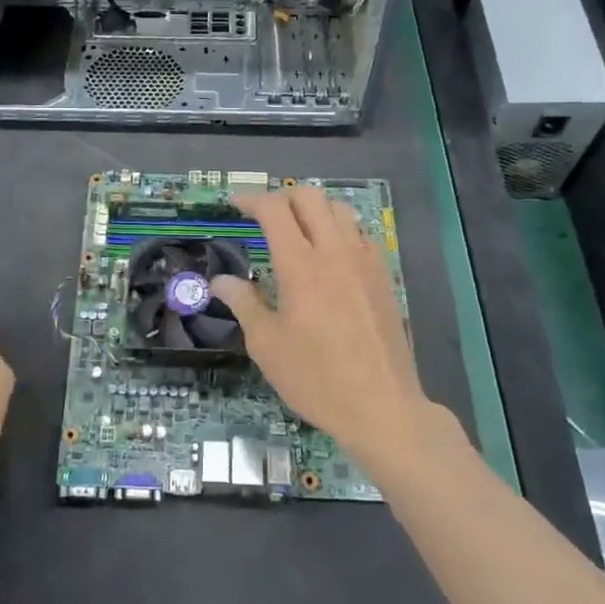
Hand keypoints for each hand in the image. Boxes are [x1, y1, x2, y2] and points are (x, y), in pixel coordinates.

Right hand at [210, 188, 437, 474]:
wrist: (382, 406)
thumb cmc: (316, 378)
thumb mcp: (267, 345)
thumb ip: (244, 303)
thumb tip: (221, 280)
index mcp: (300, 265)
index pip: (274, 210)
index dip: (251, 199)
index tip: (235, 204)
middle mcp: (335, 251)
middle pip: (310, 197)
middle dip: (282, 197)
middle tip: (264, 216)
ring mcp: (365, 261)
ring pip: (340, 209)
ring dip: (314, 209)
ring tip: (298, 229)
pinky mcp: (383, 275)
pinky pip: (361, 233)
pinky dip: (340, 229)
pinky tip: (330, 255)